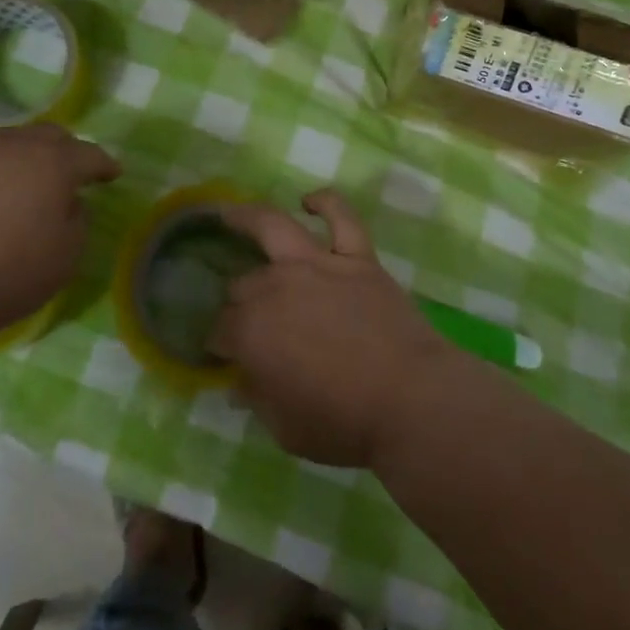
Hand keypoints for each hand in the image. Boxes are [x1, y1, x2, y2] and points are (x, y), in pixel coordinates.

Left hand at [0, 123, 119, 341]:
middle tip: (73, 169)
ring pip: (12, 141)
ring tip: (31, 176)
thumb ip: (78, 222)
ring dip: (28, 154)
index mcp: (54, 162)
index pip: (90, 154)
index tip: (114, 174)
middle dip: (67, 149)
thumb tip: (69, 204)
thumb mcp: (65, 256)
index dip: (105, 165)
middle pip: (49, 135)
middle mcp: (16, 147)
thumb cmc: (8, 269)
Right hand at [213, 190, 454, 467]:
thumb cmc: (344, 423)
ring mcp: (318, 264)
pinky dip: (326, 203)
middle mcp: (276, 287)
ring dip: (247, 218)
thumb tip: (240, 384)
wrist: (410, 401)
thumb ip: (257, 399)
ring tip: (231, 214)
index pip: (220, 330)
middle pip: (242, 285)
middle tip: (246, 320)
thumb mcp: (285, 429)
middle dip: (236, 302)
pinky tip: (310, 201)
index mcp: (251, 332)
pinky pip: (341, 218)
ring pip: (273, 228)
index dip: (218, 344)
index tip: (223, 356)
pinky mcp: (357, 257)